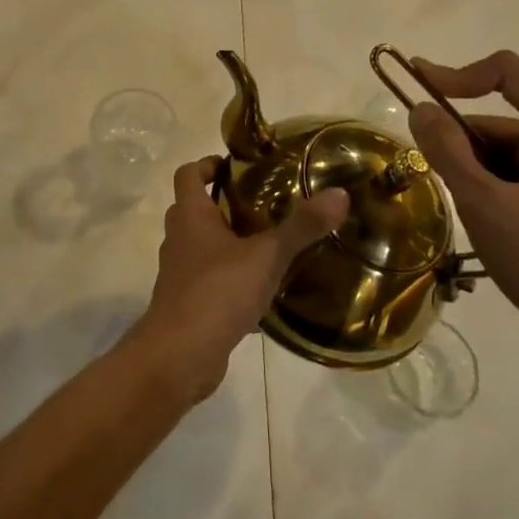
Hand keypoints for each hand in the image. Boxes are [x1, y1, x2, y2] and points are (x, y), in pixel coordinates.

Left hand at [130, 157, 348, 401]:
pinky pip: (206, 278)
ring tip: (264, 243)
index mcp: (190, 215)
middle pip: (192, 207)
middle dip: (220, 202)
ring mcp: (178, 272)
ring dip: (224, 240)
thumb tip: (339, 194)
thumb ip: (301, 227)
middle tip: (259, 203)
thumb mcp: (266, 256)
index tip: (235, 166)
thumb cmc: (217, 292)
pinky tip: (259, 289)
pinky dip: (227, 276)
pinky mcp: (186, 302)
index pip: (188, 173)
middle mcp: (178, 238)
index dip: (207, 164)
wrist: (179, 355)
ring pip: (199, 244)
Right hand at [406, 51, 518, 367]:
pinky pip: (505, 170)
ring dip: (470, 171)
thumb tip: (419, 108)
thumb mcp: (487, 205)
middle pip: (495, 116)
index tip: (416, 91)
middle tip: (440, 182)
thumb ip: (448, 152)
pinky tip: (482, 219)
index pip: (506, 72)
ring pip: (494, 147)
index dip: (457, 75)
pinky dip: (482, 185)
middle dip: (460, 145)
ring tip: (471, 212)